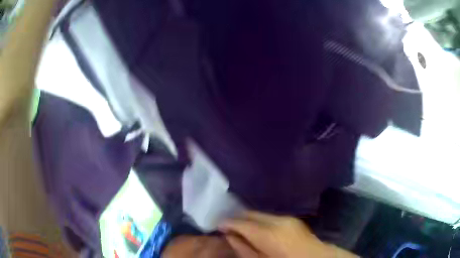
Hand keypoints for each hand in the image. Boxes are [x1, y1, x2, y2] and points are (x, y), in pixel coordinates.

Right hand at [219, 211, 357, 257]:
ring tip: (240, 227)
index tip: (218, 224)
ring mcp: (287, 218)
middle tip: (226, 224)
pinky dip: (260, 220)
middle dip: (237, 217)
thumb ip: (243, 249)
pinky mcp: (292, 219)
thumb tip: (230, 236)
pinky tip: (256, 228)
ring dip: (248, 219)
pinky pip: (270, 216)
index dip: (228, 222)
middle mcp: (277, 220)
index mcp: (268, 233)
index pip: (241, 222)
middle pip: (250, 213)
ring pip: (260, 213)